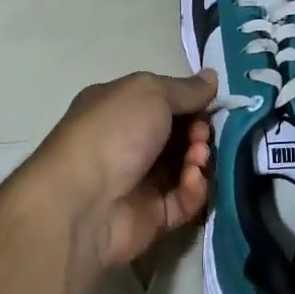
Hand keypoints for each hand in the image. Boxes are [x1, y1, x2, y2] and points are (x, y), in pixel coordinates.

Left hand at [34, 70, 216, 276]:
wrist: (82, 202)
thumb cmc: (113, 133)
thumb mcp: (150, 93)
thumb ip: (186, 89)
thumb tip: (212, 77)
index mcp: (119, 107)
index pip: (164, 100)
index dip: (191, 101)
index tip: (211, 104)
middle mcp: (127, 142)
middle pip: (178, 134)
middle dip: (198, 131)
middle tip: (201, 134)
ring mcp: (139, 180)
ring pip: (185, 167)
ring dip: (199, 159)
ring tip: (197, 158)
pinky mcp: (151, 216)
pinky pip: (184, 200)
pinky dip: (193, 189)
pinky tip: (192, 180)